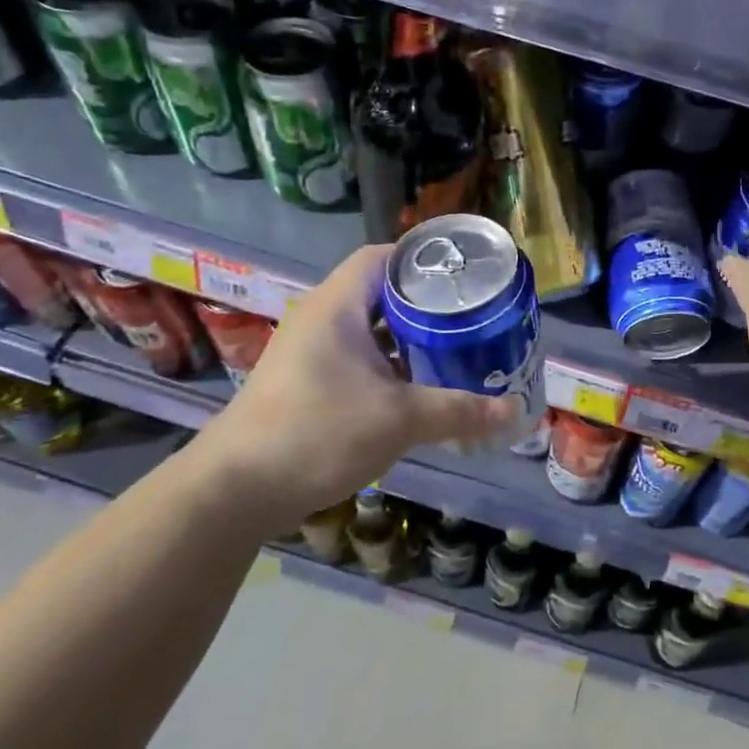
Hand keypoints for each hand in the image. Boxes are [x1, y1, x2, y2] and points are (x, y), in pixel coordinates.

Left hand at [193, 245, 516, 528]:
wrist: (234, 490)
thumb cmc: (317, 433)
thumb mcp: (398, 420)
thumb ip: (458, 411)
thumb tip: (514, 411)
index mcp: (337, 307)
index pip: (382, 258)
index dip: (422, 260)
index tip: (463, 277)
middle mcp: (320, 319)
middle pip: (379, 293)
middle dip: (425, 304)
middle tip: (470, 317)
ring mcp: (309, 353)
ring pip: (369, 330)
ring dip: (407, 339)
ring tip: (453, 349)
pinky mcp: (305, 383)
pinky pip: (356, 359)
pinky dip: (388, 365)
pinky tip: (416, 388)